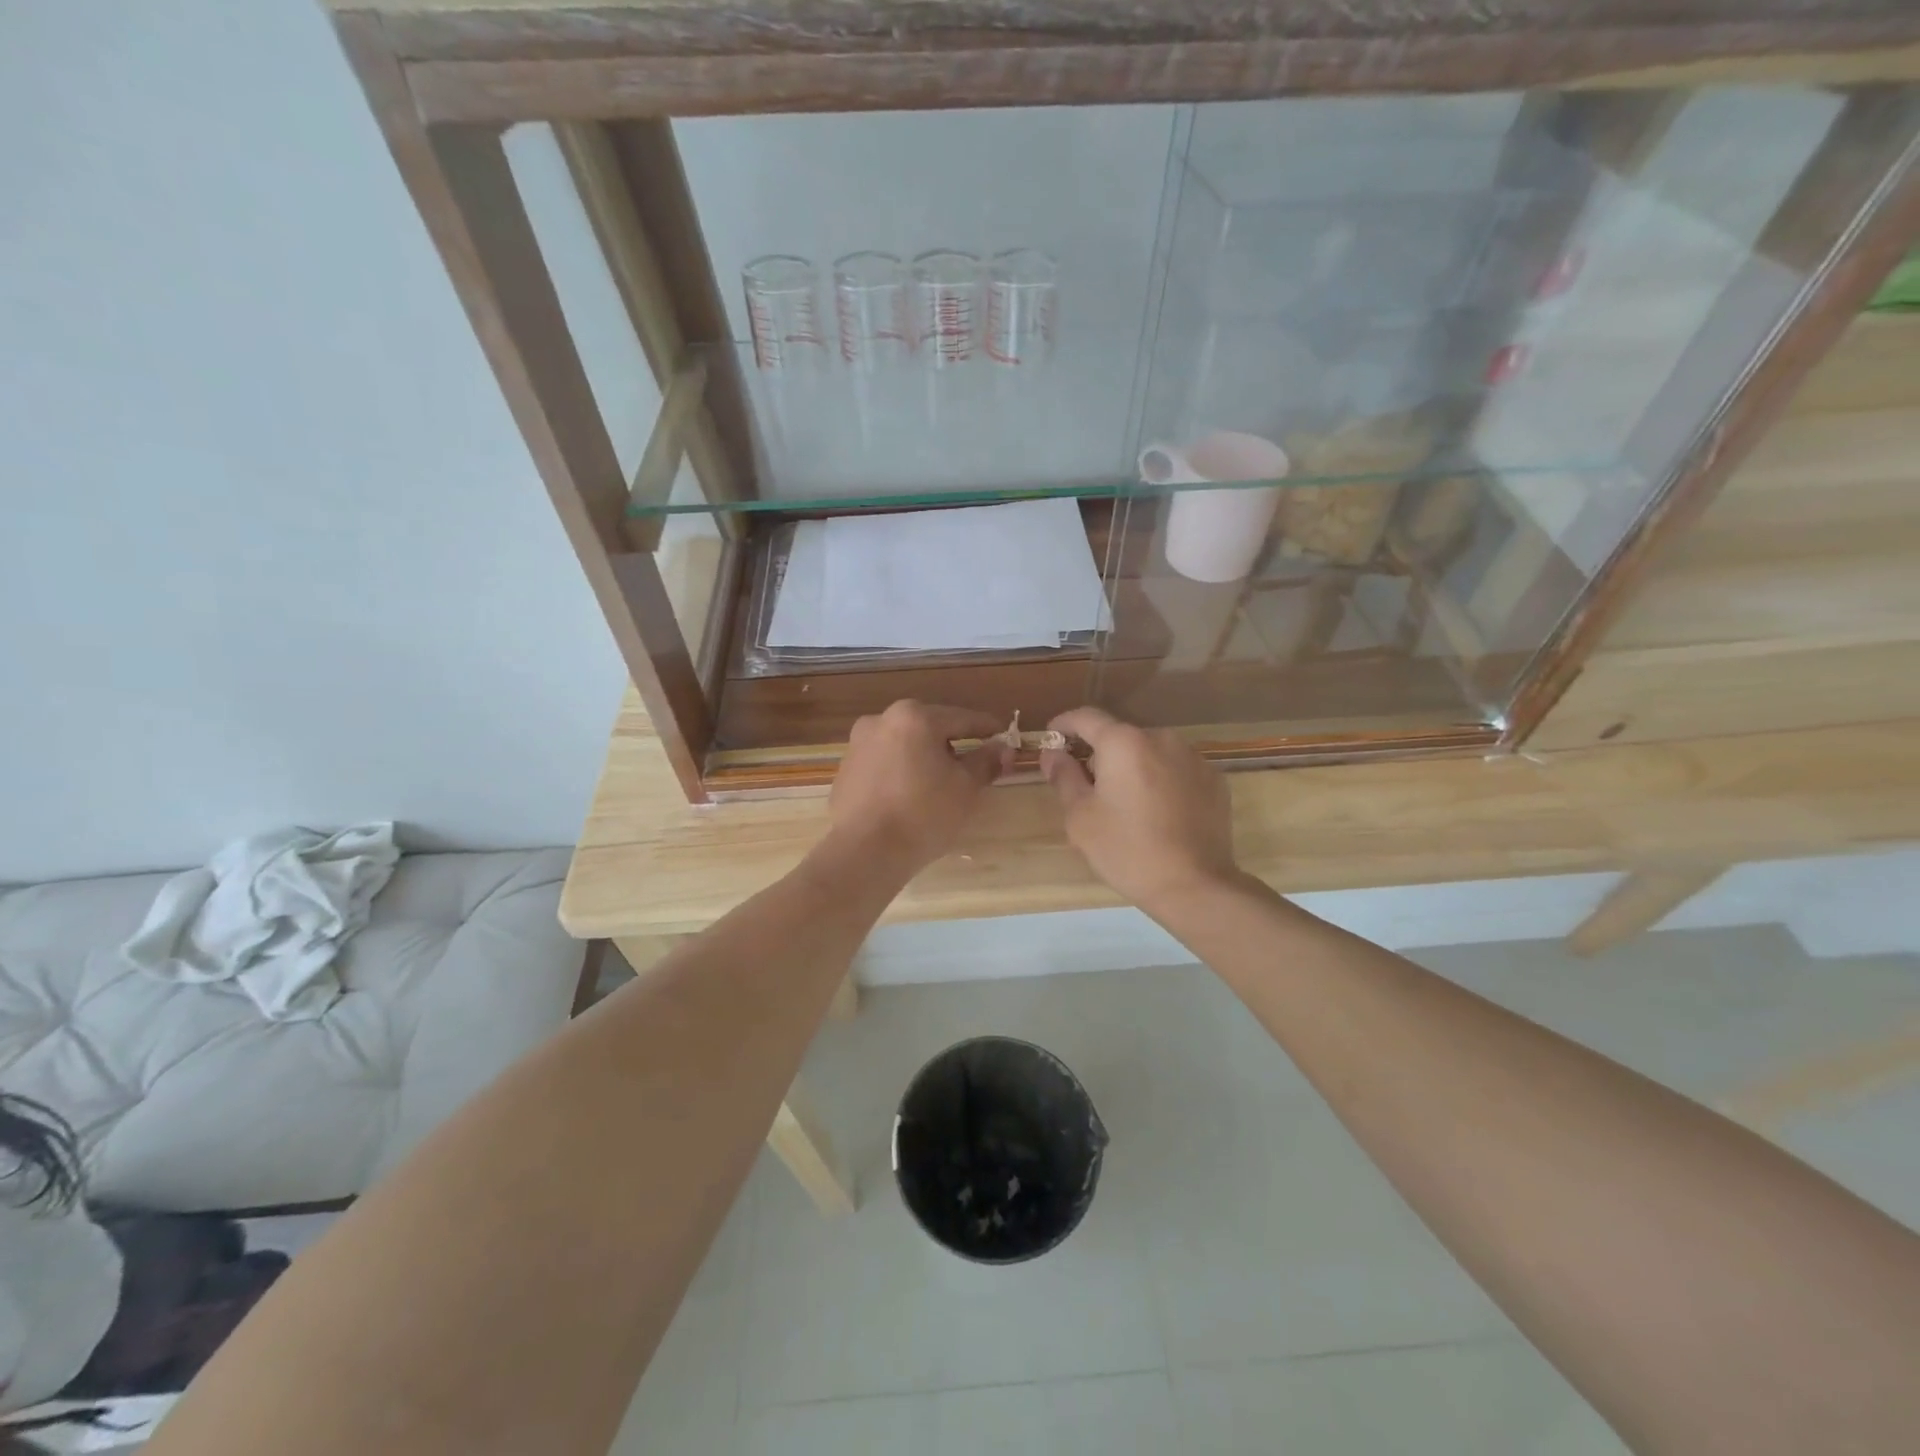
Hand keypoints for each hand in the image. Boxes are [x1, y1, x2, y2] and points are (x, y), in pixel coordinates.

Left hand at [828, 701, 1011, 872]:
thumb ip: (986, 761)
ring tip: (940, 785)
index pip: (962, 719)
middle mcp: (881, 720)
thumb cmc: (924, 814)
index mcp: (914, 717)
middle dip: (952, 744)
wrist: (865, 852)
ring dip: (924, 758)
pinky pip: (883, 765)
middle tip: (974, 766)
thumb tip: (1002, 747)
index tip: (1005, 738)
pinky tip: (910, 798)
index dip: (988, 729)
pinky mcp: (845, 771)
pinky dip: (900, 773)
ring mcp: (858, 745)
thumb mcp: (966, 787)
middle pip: (929, 728)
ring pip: (904, 746)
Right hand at [1042, 706, 1239, 914]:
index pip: (1086, 717)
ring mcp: (1193, 757)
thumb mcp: (1081, 817)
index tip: (1051, 739)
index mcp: (1124, 743)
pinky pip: (1176, 770)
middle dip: (1099, 754)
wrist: (1194, 885)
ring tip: (1125, 804)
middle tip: (1086, 786)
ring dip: (1132, 768)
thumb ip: (1064, 776)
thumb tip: (1053, 753)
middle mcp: (1161, 738)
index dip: (1064, 724)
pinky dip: (1160, 781)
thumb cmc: (1127, 850)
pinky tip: (1157, 813)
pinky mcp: (1214, 780)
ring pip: (1150, 753)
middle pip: (1120, 736)